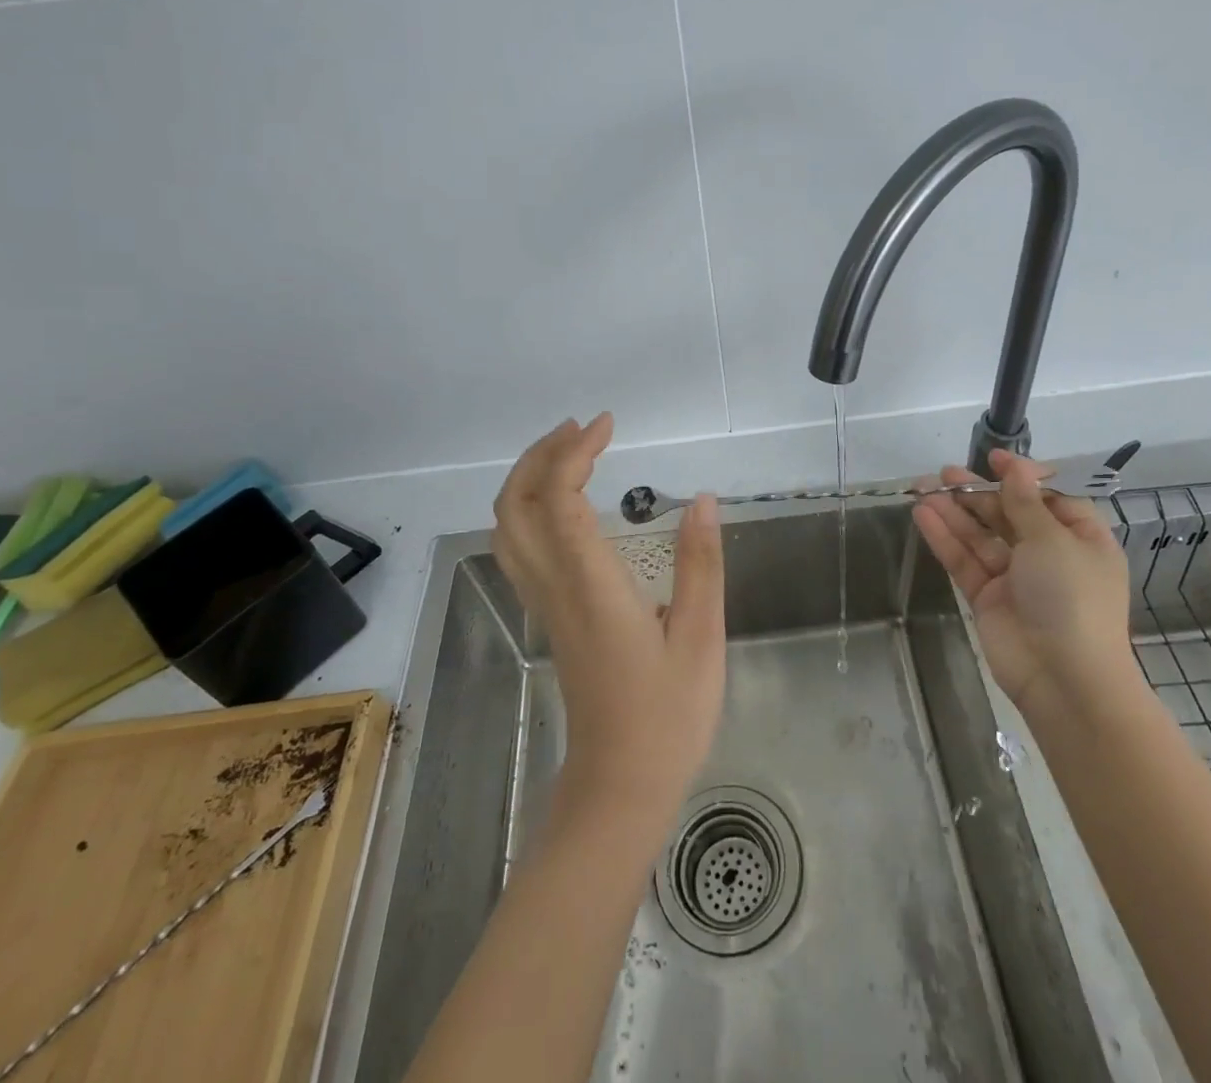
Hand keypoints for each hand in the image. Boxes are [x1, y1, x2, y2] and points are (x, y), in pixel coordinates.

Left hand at [492, 414, 725, 821]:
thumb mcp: (700, 638)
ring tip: (571, 452)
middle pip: (516, 506)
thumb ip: (701, 565)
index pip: (559, 501)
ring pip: (507, 528)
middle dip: (541, 455)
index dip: (575, 453)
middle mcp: (555, 587)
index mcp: (591, 587)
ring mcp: (544, 603)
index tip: (607, 424)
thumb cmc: (668, 716)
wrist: (620, 786)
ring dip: (529, 478)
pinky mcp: (548, 616)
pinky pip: (519, 548)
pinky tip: (562, 503)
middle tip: (584, 428)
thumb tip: (703, 499)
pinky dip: (529, 508)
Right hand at [913, 448, 1135, 707]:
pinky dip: (945, 538)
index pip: (1050, 497)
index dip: (1022, 476)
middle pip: (1009, 514)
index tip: (994, 458)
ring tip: (924, 487)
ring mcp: (1016, 577)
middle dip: (978, 493)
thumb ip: (1025, 503)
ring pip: (981, 536)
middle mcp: (1049, 555)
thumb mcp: (1053, 540)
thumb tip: (1016, 467)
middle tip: (945, 473)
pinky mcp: (988, 597)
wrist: (1063, 678)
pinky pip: (965, 560)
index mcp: (1081, 539)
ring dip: (955, 512)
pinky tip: (923, 515)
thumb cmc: (1071, 597)